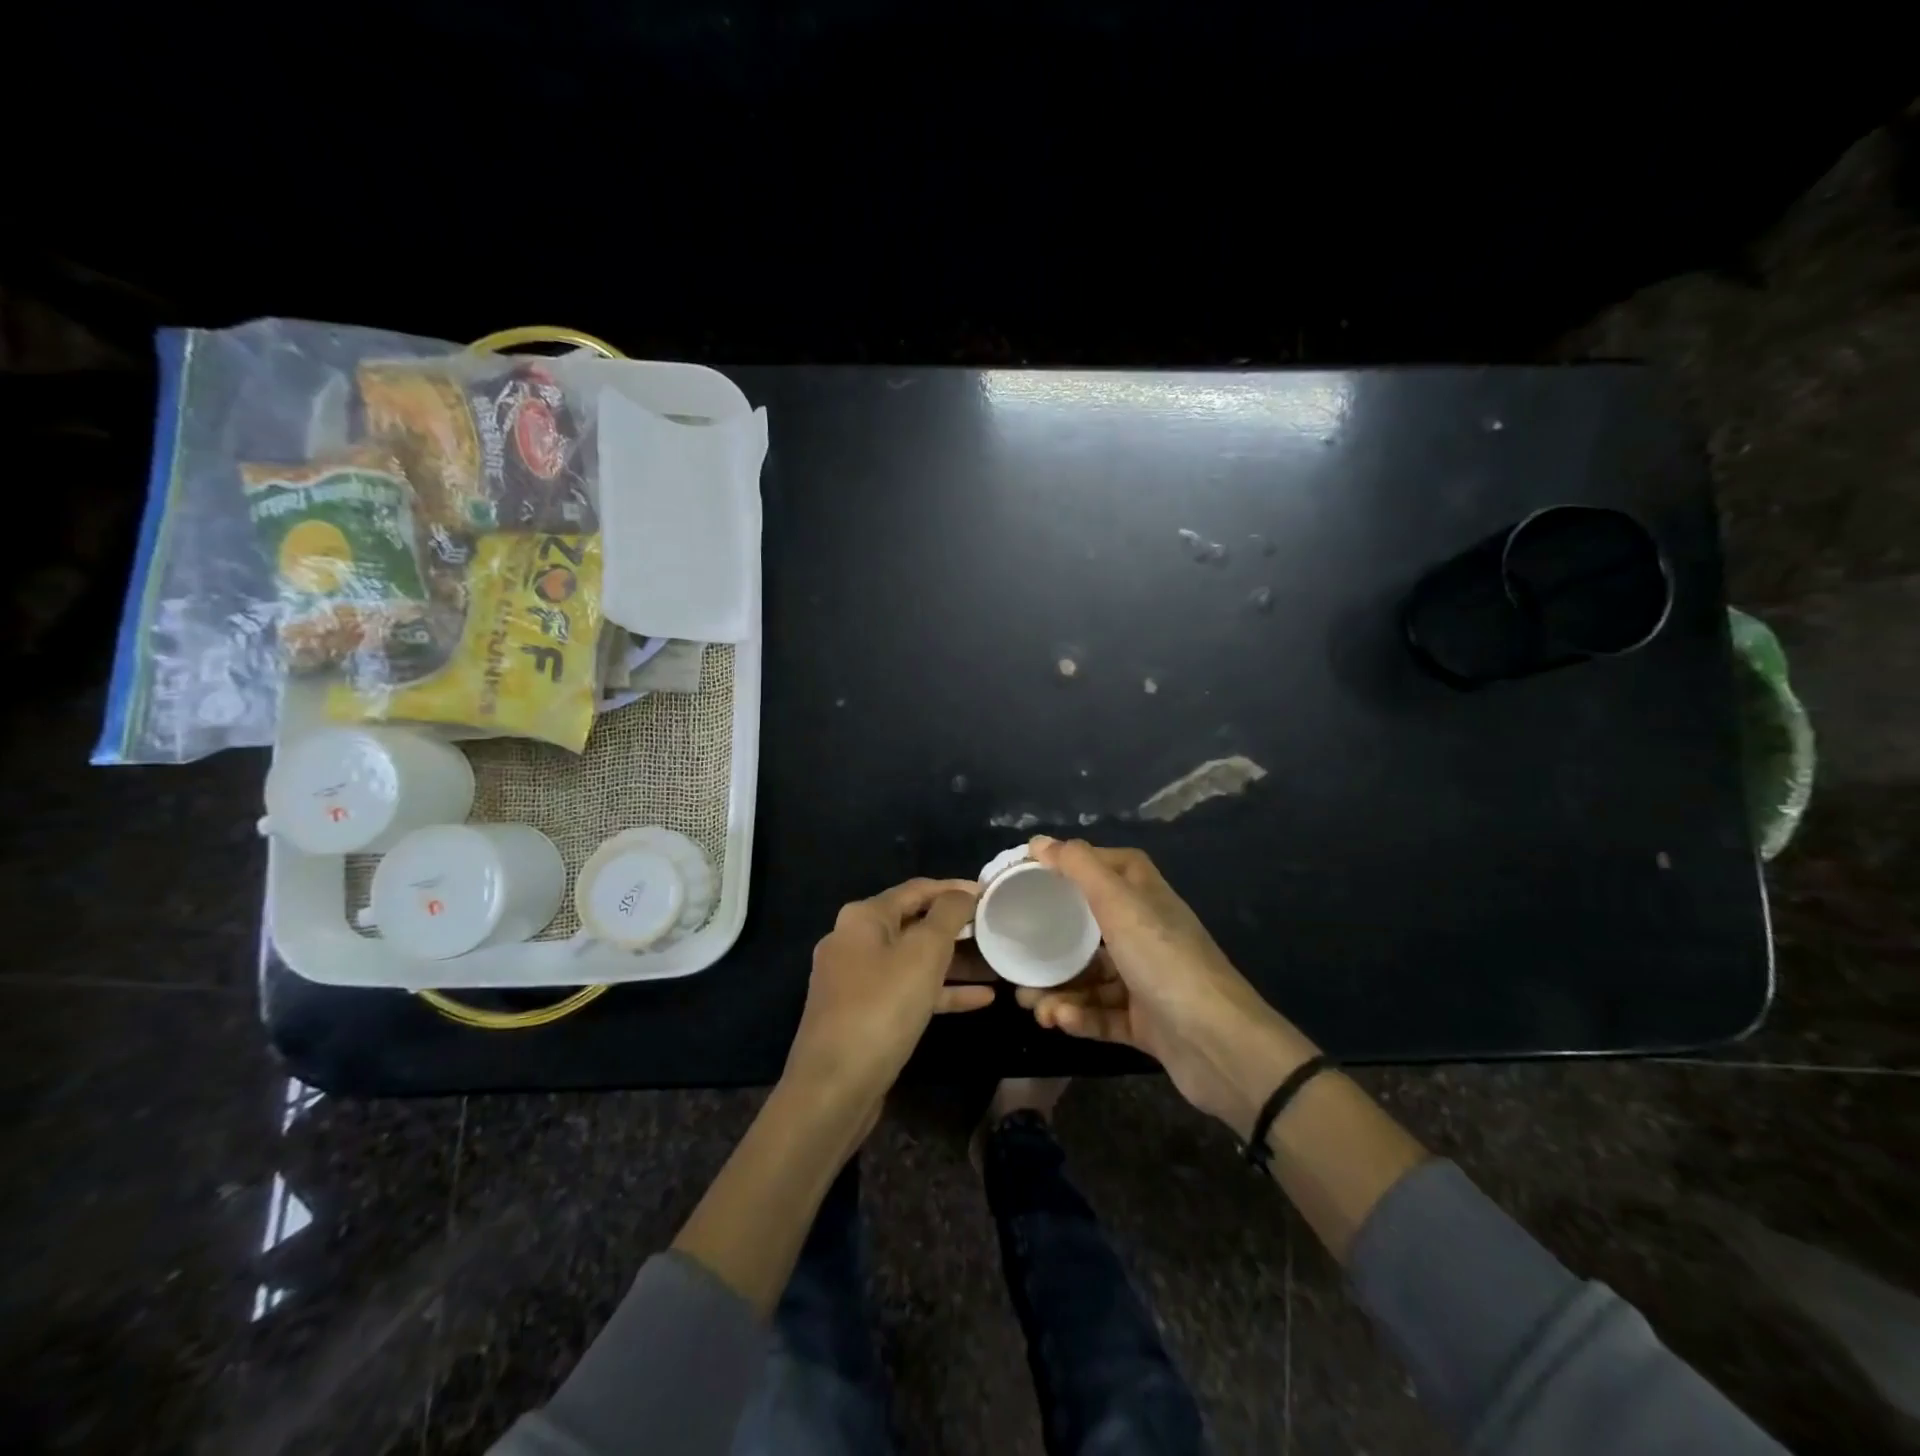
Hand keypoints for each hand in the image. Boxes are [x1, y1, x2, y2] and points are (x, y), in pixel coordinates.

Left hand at [784, 878, 993, 1114]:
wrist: (833, 1088)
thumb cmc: (882, 1007)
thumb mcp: (923, 953)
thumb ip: (948, 915)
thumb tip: (963, 892)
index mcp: (863, 917)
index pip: (917, 889)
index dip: (955, 889)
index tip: (991, 895)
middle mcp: (854, 940)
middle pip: (915, 924)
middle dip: (958, 929)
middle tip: (997, 931)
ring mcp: (856, 980)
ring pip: (914, 961)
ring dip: (955, 963)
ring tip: (997, 964)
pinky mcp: (863, 1014)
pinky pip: (907, 991)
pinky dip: (940, 991)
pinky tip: (981, 1000)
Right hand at [1017, 837, 1317, 1138]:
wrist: (1219, 1045)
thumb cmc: (1164, 961)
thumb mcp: (1119, 904)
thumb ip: (1079, 868)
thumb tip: (1039, 841)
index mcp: (1146, 898)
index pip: (1111, 867)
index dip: (1076, 865)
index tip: (1034, 874)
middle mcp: (1148, 934)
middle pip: (1090, 928)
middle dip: (1051, 943)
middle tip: (1017, 957)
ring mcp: (1148, 980)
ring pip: (1091, 978)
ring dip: (1058, 989)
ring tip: (1031, 1004)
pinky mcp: (1146, 1023)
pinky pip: (1102, 1014)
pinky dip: (1079, 1016)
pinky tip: (1059, 1021)